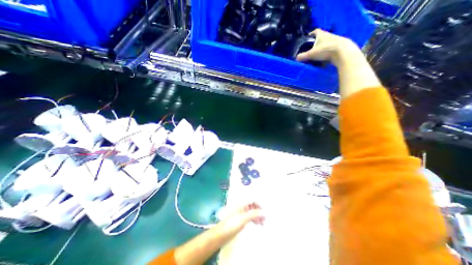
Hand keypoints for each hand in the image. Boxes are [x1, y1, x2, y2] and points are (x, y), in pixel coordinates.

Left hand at [215, 203, 263, 241]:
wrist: (221, 234)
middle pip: (253, 205)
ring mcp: (241, 212)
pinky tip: (257, 224)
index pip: (253, 199)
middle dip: (259, 210)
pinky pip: (250, 216)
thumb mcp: (243, 219)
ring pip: (252, 211)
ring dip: (258, 215)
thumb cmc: (231, 224)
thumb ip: (254, 214)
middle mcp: (242, 206)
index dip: (259, 204)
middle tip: (265, 219)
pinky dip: (254, 219)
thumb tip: (264, 212)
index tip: (265, 212)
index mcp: (242, 203)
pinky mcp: (241, 218)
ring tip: (262, 223)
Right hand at [294, 28, 357, 64]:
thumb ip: (303, 56)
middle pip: (321, 38)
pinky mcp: (338, 47)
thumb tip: (296, 58)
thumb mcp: (312, 54)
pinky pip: (330, 50)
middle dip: (315, 43)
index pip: (315, 31)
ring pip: (325, 44)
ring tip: (316, 56)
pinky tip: (323, 59)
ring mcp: (334, 41)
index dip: (311, 34)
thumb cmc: (326, 50)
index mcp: (321, 35)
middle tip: (310, 49)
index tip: (307, 38)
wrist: (342, 52)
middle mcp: (328, 36)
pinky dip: (326, 54)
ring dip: (321, 49)